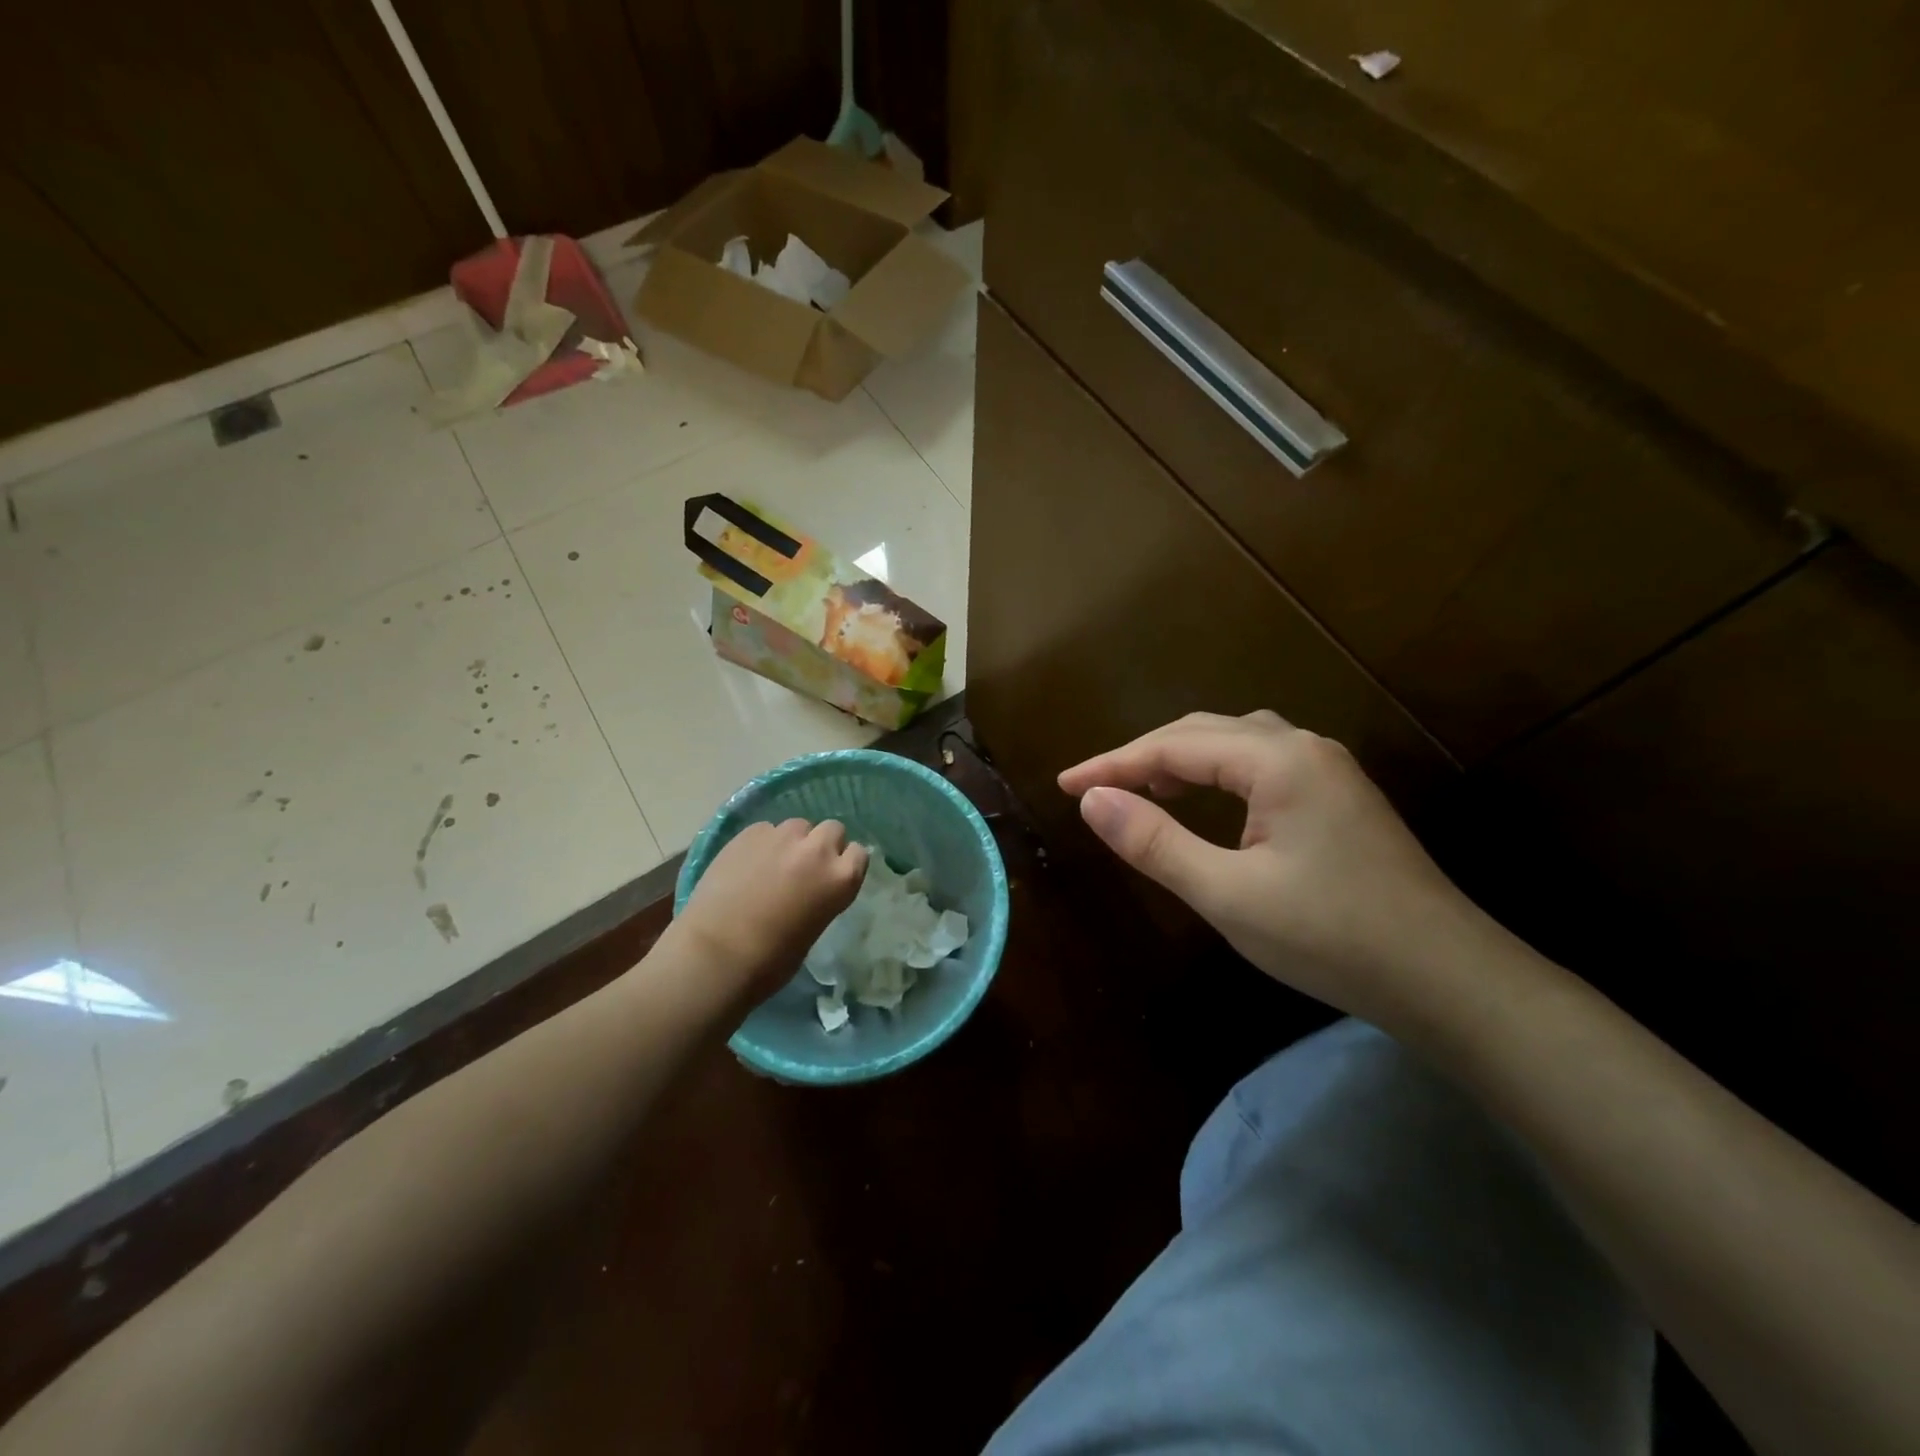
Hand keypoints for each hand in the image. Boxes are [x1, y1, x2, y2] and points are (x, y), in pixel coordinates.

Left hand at [669, 819, 866, 1005]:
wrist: (716, 953)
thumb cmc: (771, 960)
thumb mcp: (814, 928)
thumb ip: (821, 896)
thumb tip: (810, 888)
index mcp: (841, 879)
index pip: (859, 853)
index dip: (844, 863)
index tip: (830, 876)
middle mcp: (817, 849)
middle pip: (832, 829)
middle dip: (821, 844)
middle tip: (803, 868)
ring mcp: (782, 836)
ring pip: (798, 826)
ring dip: (792, 841)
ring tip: (772, 864)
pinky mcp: (749, 833)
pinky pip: (766, 830)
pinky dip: (762, 844)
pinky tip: (746, 865)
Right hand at [1059, 711, 1485, 1022]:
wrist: (1447, 980)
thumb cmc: (1331, 937)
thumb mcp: (1228, 895)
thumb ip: (1155, 842)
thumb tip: (1092, 800)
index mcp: (1278, 761)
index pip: (1173, 746)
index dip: (1113, 763)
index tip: (1064, 784)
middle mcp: (1304, 748)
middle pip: (1204, 733)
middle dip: (1143, 757)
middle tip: (1095, 789)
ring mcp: (1327, 770)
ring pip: (1234, 744)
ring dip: (1180, 760)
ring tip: (1141, 790)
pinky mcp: (1338, 797)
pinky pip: (1260, 764)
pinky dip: (1216, 775)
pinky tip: (1206, 802)